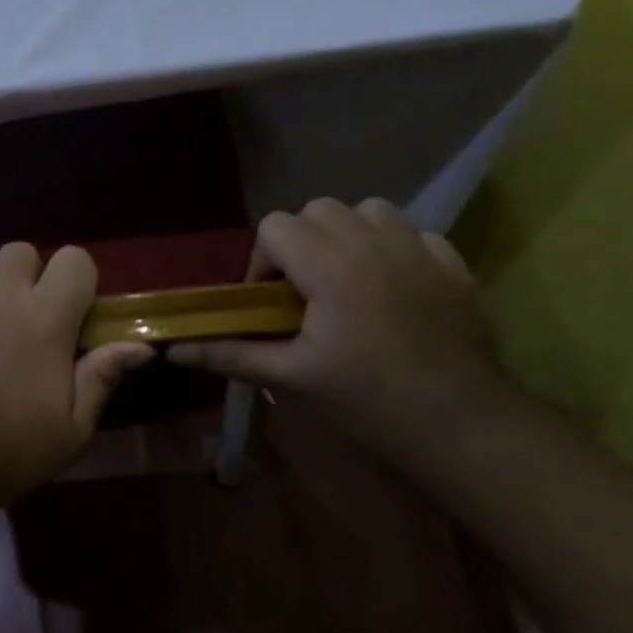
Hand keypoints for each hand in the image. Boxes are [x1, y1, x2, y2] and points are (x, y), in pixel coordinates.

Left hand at [0, 243, 152, 512]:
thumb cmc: (13, 449)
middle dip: (30, 274)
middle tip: (30, 316)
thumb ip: (102, 377)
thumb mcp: (73, 428)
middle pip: (20, 251)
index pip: (74, 260)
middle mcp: (1, 300)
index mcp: (46, 319)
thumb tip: (141, 346)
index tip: (76, 313)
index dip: (80, 280)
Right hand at [166, 198, 512, 464]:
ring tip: (345, 279)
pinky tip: (391, 286)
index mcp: (329, 266)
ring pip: (367, 210)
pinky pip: (411, 231)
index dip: (263, 259)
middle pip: (317, 210)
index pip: (277, 226)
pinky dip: (391, 246)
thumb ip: (229, 354)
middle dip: (300, 242)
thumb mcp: (290, 378)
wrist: (460, 422)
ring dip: (345, 234)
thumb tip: (172, 351)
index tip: (270, 301)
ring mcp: (418, 249)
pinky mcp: (452, 265)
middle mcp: (372, 243)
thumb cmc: (366, 400)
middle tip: (302, 291)